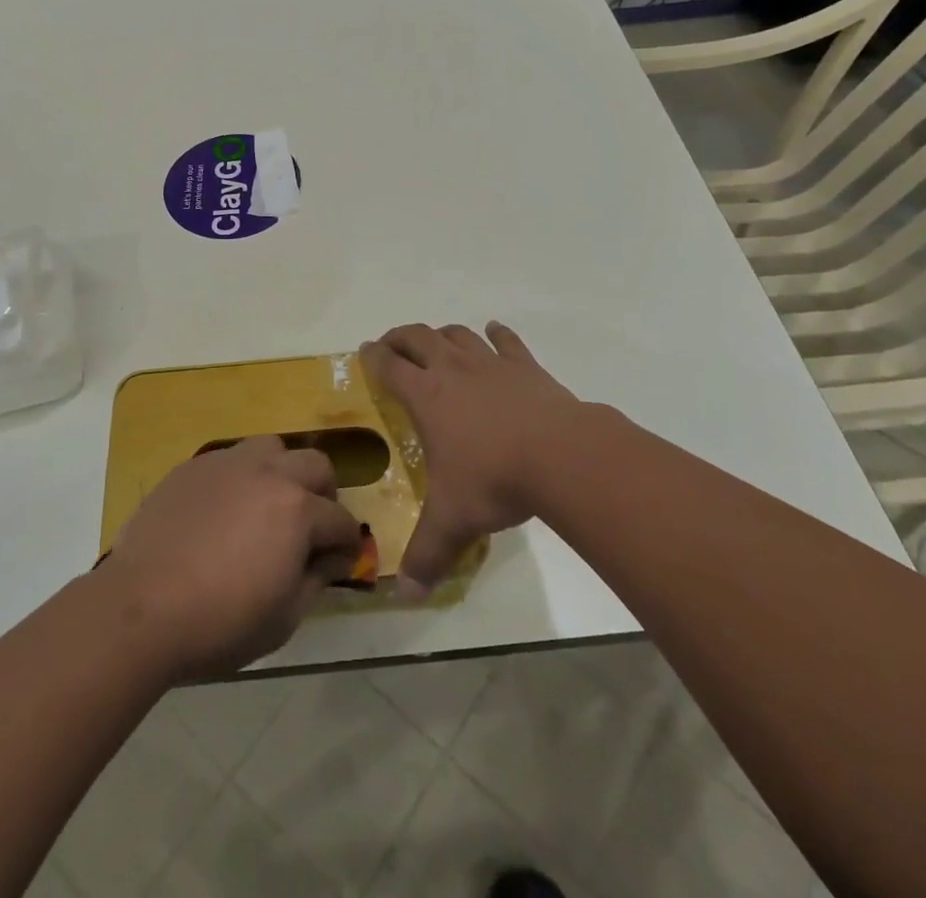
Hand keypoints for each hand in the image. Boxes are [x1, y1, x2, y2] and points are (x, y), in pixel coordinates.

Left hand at [98, 435, 361, 680]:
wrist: (141, 607)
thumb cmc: (220, 622)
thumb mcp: (283, 618)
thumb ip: (315, 580)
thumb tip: (332, 559)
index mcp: (297, 510)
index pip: (340, 519)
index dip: (347, 543)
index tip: (342, 560)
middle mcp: (268, 473)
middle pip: (315, 464)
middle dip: (324, 494)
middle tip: (313, 526)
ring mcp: (227, 464)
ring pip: (272, 447)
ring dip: (283, 471)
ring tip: (270, 504)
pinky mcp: (193, 467)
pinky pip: (230, 458)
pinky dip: (242, 477)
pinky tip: (227, 508)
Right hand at [362, 322, 594, 594]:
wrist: (560, 455)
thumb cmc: (495, 480)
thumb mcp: (453, 521)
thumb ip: (428, 554)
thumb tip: (407, 593)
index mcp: (426, 397)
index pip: (390, 366)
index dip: (374, 356)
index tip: (365, 351)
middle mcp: (453, 370)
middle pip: (419, 337)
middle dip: (401, 337)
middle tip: (392, 344)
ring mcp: (491, 364)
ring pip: (458, 334)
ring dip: (443, 334)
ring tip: (437, 341)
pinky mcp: (526, 366)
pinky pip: (507, 341)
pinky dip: (497, 333)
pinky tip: (494, 331)